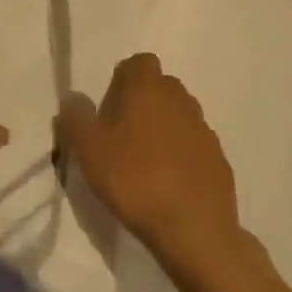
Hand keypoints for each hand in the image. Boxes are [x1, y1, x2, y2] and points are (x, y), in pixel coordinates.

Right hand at [56, 53, 243, 274]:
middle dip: (143, 102)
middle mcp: (180, 99)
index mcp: (147, 88)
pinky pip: (194, 145)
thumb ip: (76, 117)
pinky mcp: (218, 158)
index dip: (123, 79)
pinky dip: (182, 155)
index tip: (109, 107)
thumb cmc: (133, 179)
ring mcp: (203, 129)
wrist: (193, 229)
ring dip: (163, 128)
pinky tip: (169, 182)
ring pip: (179, 115)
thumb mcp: (88, 149)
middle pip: (160, 87)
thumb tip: (72, 97)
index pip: (139, 62)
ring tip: (145, 161)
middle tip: (122, 134)